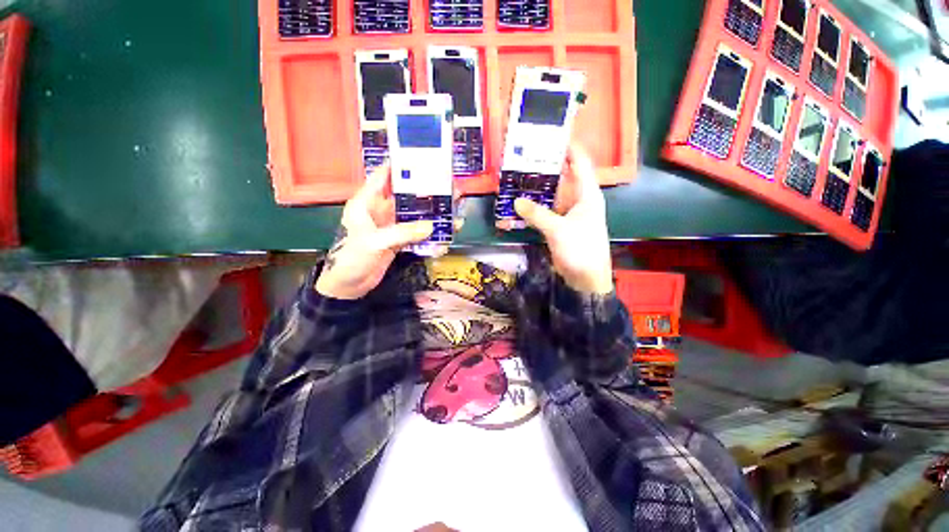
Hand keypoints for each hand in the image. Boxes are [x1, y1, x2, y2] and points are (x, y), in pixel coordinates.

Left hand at [315, 163, 437, 299]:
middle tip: (445, 184)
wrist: (349, 286)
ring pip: (413, 214)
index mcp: (366, 203)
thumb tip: (430, 227)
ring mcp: (391, 226)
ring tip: (450, 207)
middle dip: (424, 190)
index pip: (382, 177)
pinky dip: (429, 231)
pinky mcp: (398, 240)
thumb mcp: (374, 242)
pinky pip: (416, 231)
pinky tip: (443, 230)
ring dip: (430, 212)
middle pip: (404, 195)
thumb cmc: (351, 259)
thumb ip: (401, 233)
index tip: (419, 157)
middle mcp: (380, 210)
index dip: (398, 165)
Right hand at [512, 144, 613, 293]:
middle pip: (561, 178)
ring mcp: (566, 214)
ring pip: (550, 196)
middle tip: (524, 158)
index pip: (580, 163)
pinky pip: (544, 213)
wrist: (585, 278)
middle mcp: (577, 200)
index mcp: (586, 195)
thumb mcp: (559, 229)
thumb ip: (537, 214)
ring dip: (535, 191)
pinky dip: (533, 210)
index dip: (569, 148)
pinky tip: (518, 205)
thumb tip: (516, 202)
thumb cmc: (580, 249)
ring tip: (516, 179)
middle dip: (544, 169)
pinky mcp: (558, 226)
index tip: (552, 136)